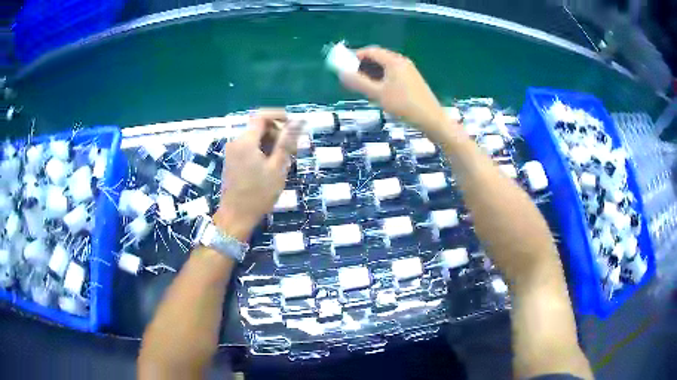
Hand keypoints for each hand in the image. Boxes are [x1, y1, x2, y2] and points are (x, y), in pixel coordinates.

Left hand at [214, 109, 300, 240]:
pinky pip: (249, 147)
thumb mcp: (277, 168)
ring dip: (270, 143)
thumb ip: (287, 142)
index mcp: (246, 141)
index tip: (294, 125)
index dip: (279, 116)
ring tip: (283, 160)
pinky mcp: (232, 160)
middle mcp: (236, 142)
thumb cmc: (259, 194)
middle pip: (258, 126)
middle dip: (277, 132)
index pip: (262, 116)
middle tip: (292, 149)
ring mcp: (232, 152)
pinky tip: (271, 166)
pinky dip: (261, 150)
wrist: (236, 216)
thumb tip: (299, 121)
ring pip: (255, 137)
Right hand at [340, 46, 448, 139]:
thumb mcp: (377, 94)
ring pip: (385, 67)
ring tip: (364, 89)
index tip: (344, 67)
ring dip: (372, 74)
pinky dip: (382, 79)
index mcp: (394, 61)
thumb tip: (341, 73)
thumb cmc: (404, 106)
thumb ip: (358, 83)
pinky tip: (379, 93)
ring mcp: (409, 71)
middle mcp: (402, 62)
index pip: (370, 51)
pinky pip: (393, 74)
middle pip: (378, 58)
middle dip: (363, 66)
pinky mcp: (413, 81)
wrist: (432, 120)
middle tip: (352, 79)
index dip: (355, 56)